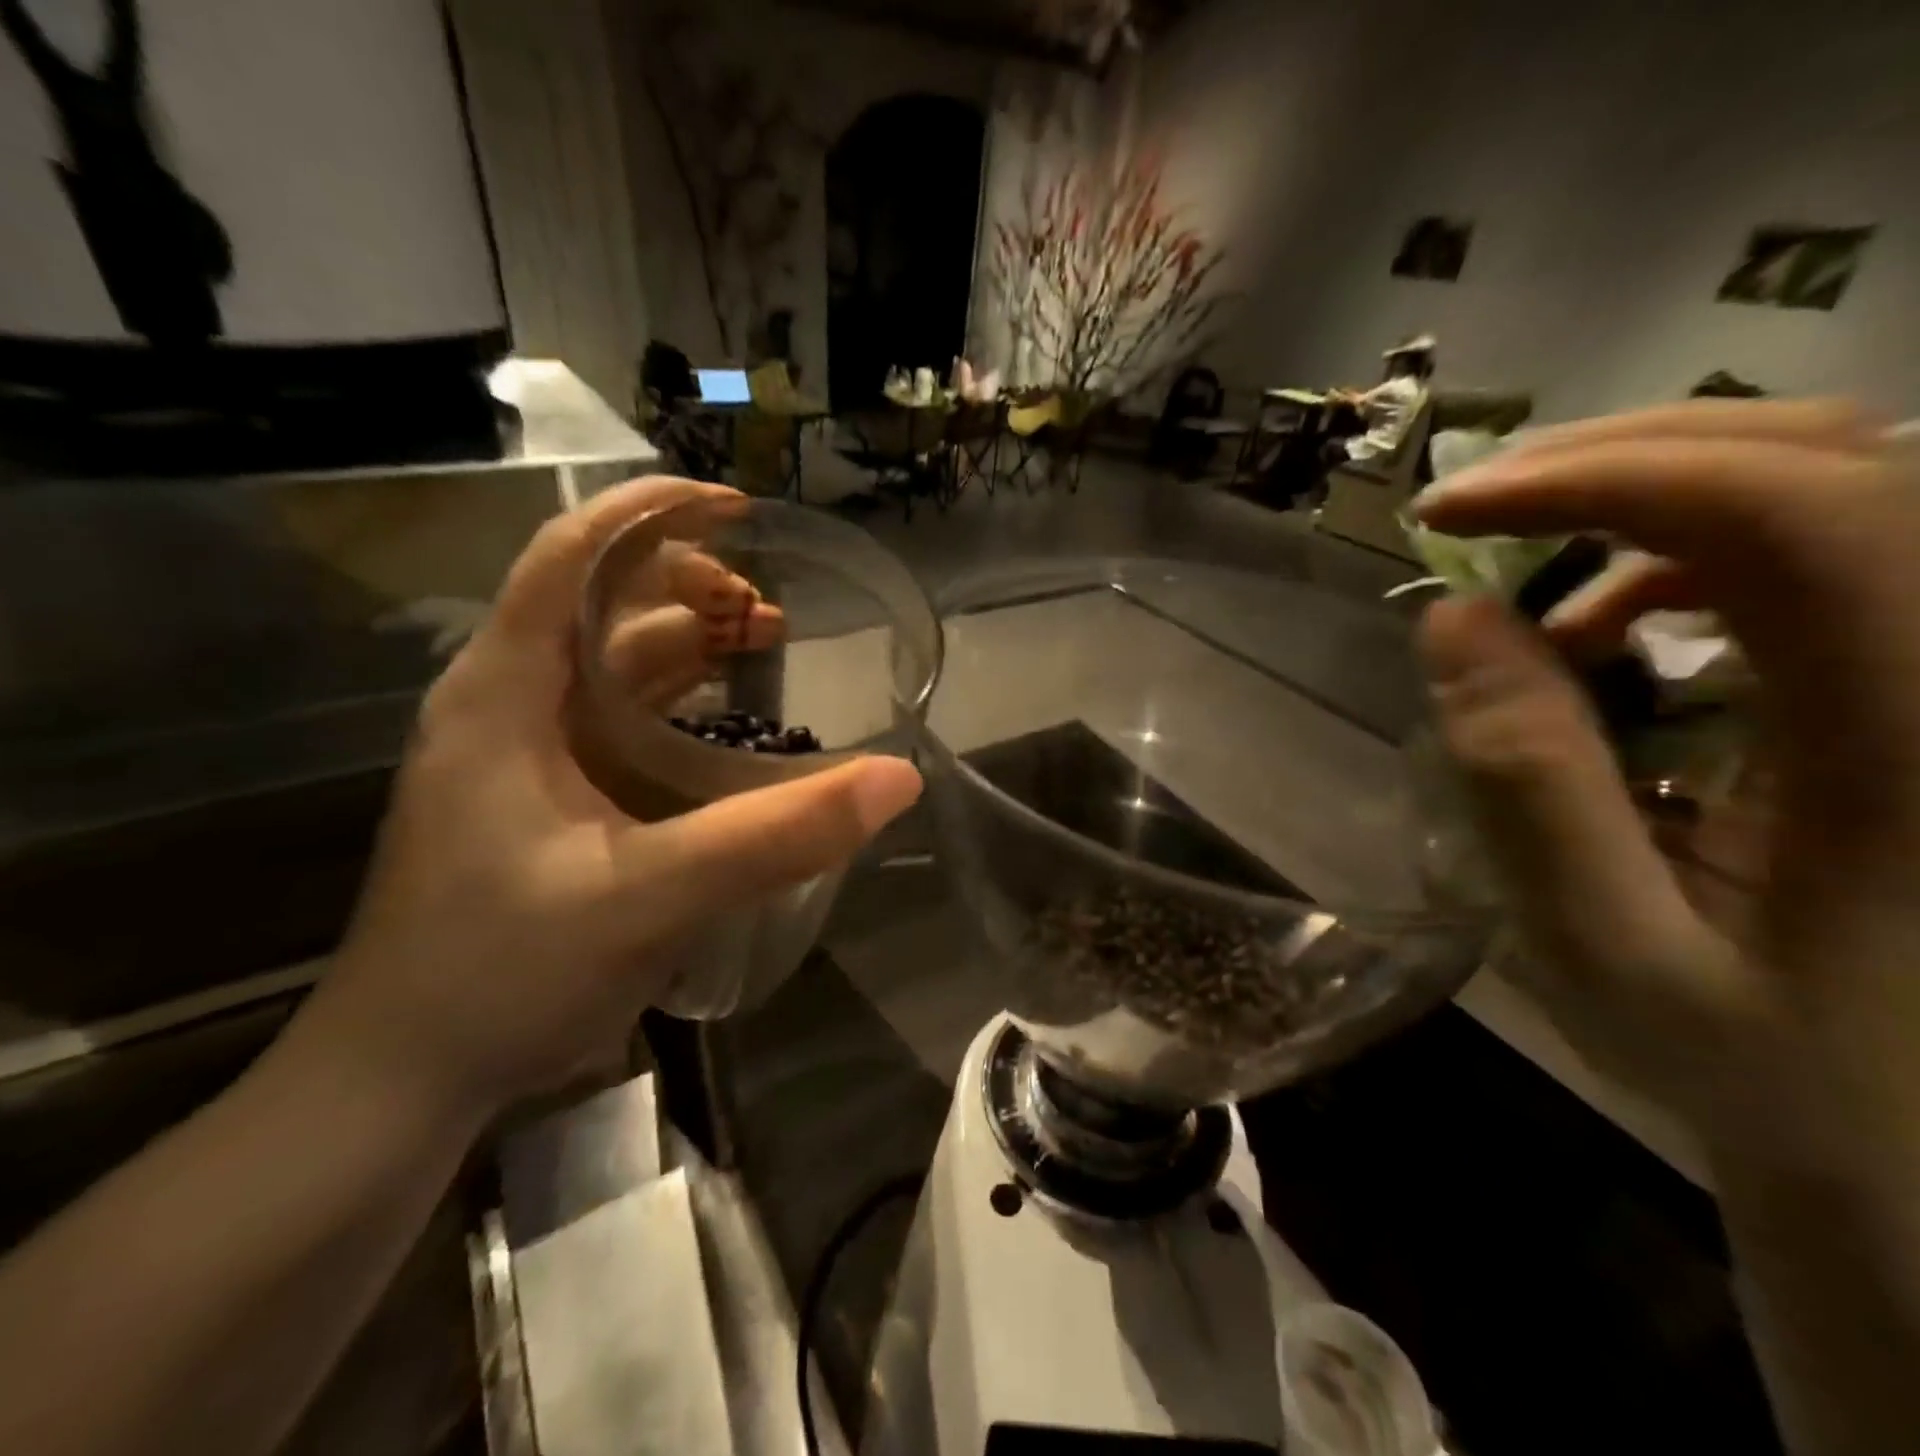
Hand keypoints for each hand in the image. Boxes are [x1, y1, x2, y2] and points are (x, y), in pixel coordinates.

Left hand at [299, 477, 923, 1120]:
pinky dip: (681, 705)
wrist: (405, 1079)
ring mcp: (526, 756)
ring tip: (768, 648)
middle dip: (690, 586)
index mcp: (504, 695)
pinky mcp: (548, 800)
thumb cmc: (503, 973)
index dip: (651, 515)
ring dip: (691, 645)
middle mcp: (510, 706)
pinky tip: (731, 727)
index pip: (567, 557)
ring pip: (616, 666)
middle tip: (774, 612)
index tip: (738, 510)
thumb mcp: (651, 897)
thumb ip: (777, 837)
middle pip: (601, 605)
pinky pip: (624, 722)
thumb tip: (898, 780)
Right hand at [1411, 400, 1919, 1179]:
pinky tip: (1612, 636)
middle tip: (1475, 508)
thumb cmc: (1783, 1079)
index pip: (1795, 512)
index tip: (1451, 512)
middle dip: (1619, 458)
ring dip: (1645, 509)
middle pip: (1830, 460)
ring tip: (1532, 601)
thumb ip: (1527, 787)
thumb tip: (1452, 620)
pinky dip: (1685, 562)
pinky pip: (1824, 553)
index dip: (1603, 478)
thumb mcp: (1615, 953)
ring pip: (1829, 488)